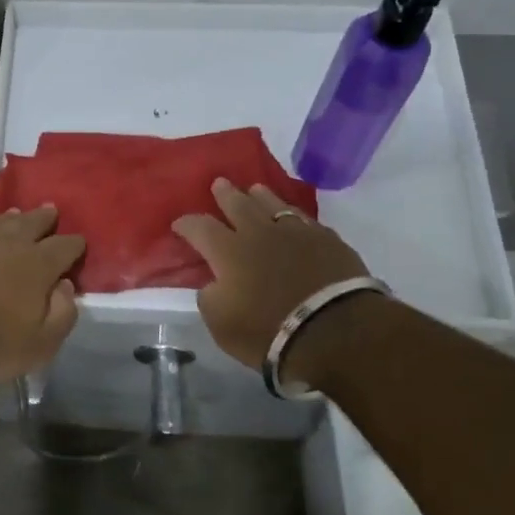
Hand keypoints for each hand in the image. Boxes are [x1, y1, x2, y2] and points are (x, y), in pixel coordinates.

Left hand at [0, 201, 84, 389]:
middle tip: (51, 212)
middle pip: (33, 224)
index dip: (74, 244)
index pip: (65, 247)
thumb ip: (63, 313)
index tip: (79, 243)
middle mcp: (10, 244)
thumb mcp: (43, 345)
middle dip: (45, 219)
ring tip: (17, 213)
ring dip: (10, 217)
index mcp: (38, 266)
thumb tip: (66, 286)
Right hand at [173, 179, 370, 379]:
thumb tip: (213, 283)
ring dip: (260, 196)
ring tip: (255, 189)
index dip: (187, 224)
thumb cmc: (269, 331)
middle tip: (219, 184)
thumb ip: (210, 297)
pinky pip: (304, 219)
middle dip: (225, 195)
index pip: (200, 228)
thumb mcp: (221, 324)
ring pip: (273, 204)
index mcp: (228, 251)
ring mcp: (296, 232)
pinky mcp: (327, 240)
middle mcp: (259, 233)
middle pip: (238, 205)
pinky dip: (292, 215)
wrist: (335, 331)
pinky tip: (293, 217)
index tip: (179, 224)